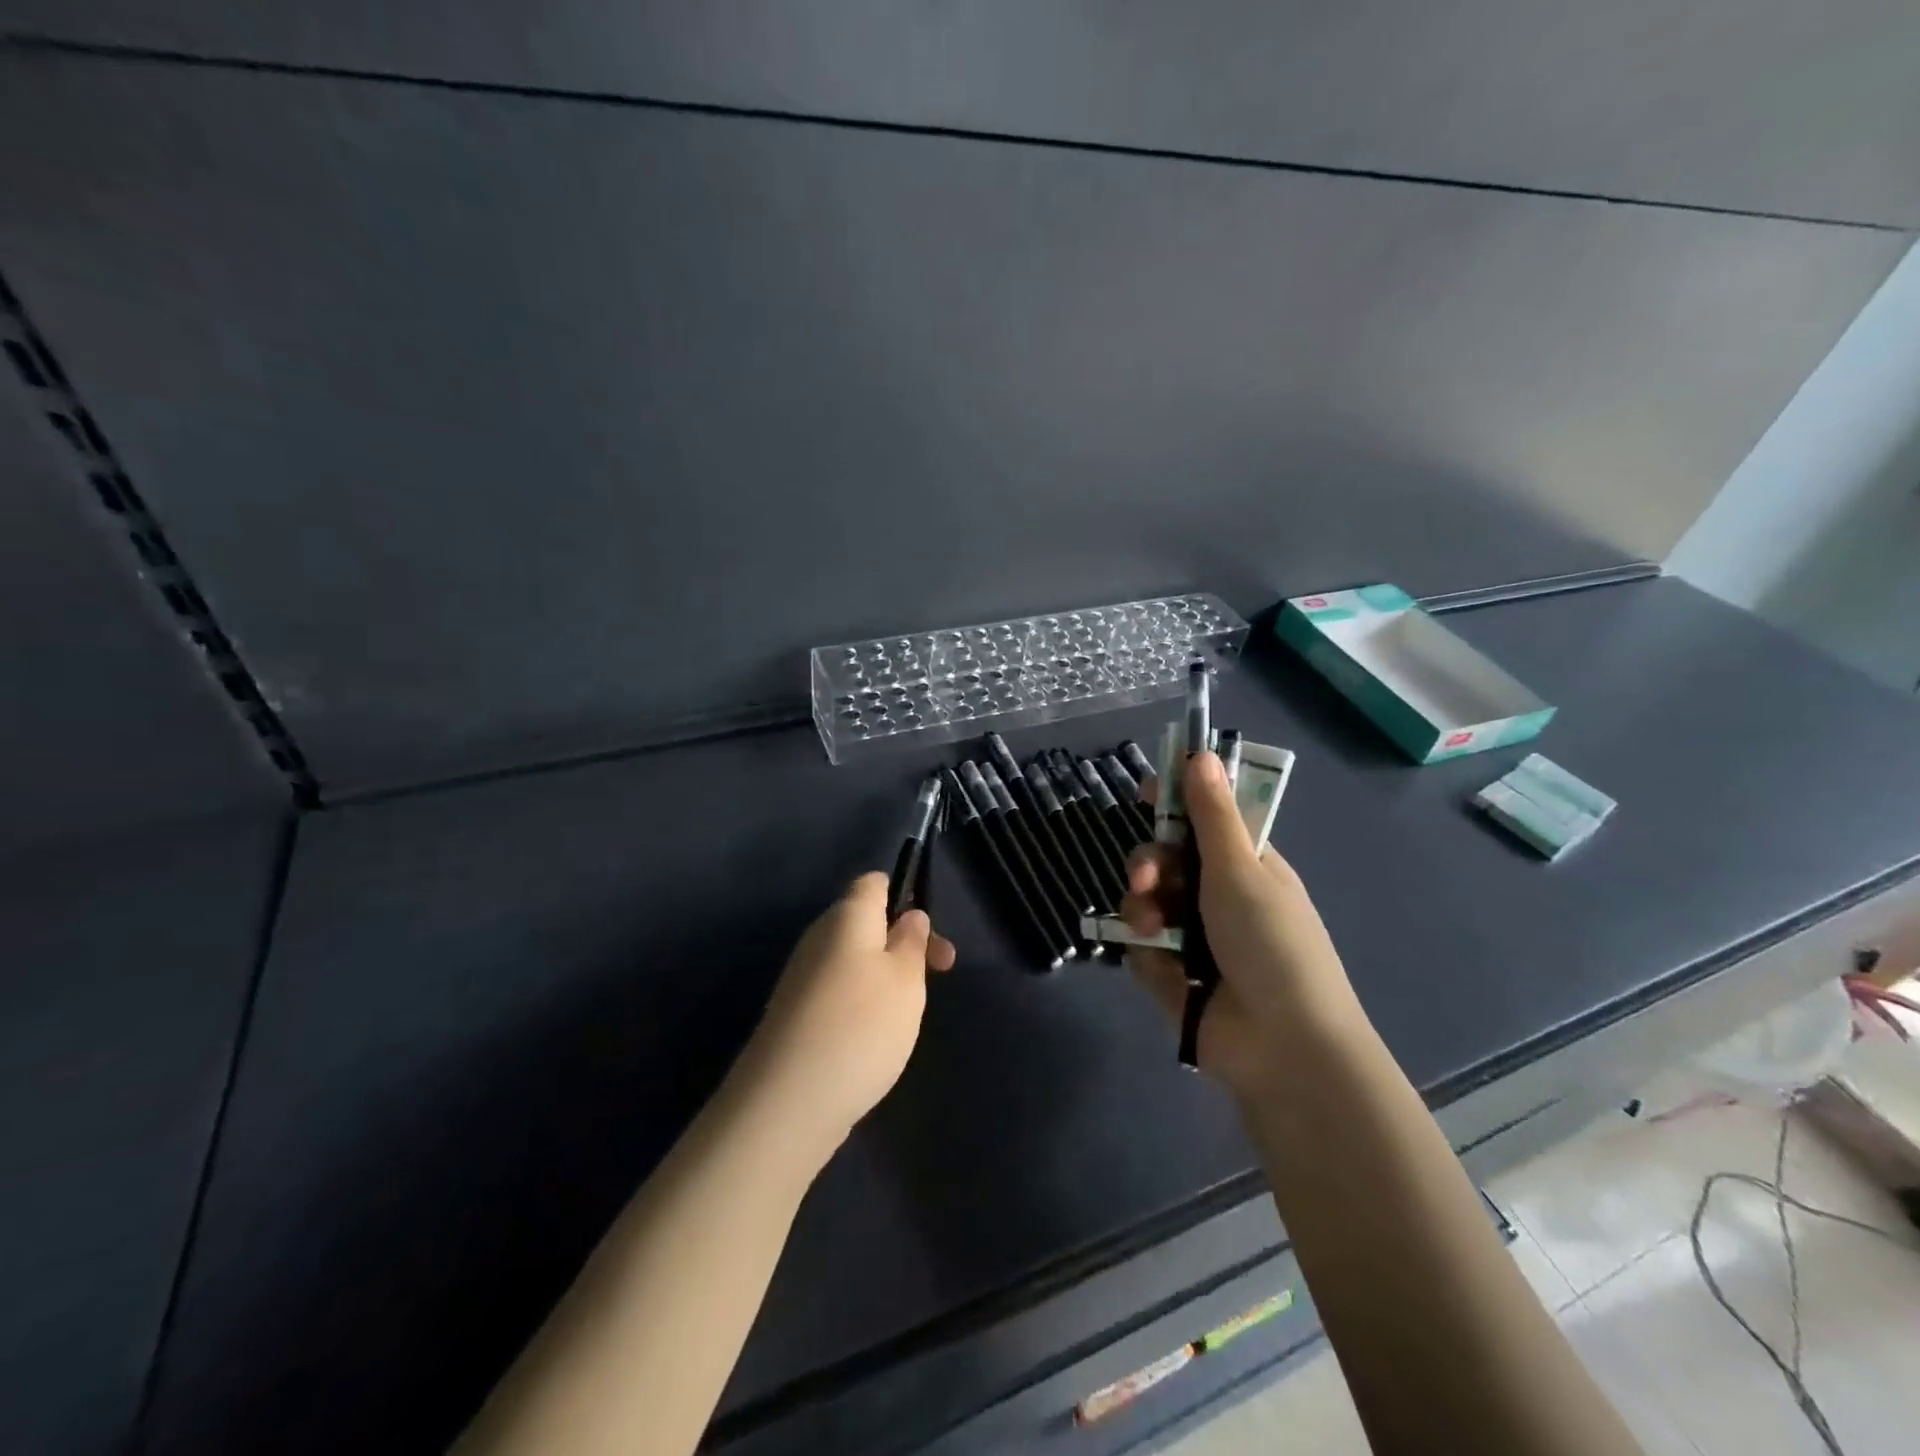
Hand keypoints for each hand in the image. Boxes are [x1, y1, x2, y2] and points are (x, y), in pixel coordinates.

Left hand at [735, 873, 956, 1150]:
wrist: (789, 1101)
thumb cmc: (862, 1025)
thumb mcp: (907, 978)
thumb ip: (912, 940)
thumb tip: (909, 915)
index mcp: (847, 916)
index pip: (874, 882)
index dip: (904, 895)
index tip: (928, 932)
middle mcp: (819, 937)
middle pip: (865, 922)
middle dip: (903, 943)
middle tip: (937, 975)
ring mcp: (802, 977)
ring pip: (853, 960)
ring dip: (885, 977)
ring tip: (908, 1014)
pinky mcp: (795, 1015)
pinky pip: (837, 992)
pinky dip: (861, 1005)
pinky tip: (874, 1040)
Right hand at [1122, 752, 1363, 1103]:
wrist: (1282, 1045)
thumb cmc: (1271, 944)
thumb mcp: (1241, 871)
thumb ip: (1212, 815)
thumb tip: (1201, 753)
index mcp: (1243, 865)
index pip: (1203, 820)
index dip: (1175, 804)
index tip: (1147, 794)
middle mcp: (1216, 895)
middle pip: (1164, 860)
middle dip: (1147, 864)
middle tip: (1146, 879)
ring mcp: (1193, 937)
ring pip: (1145, 902)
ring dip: (1143, 910)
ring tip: (1155, 930)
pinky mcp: (1172, 975)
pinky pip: (1142, 948)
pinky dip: (1150, 955)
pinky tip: (1168, 972)